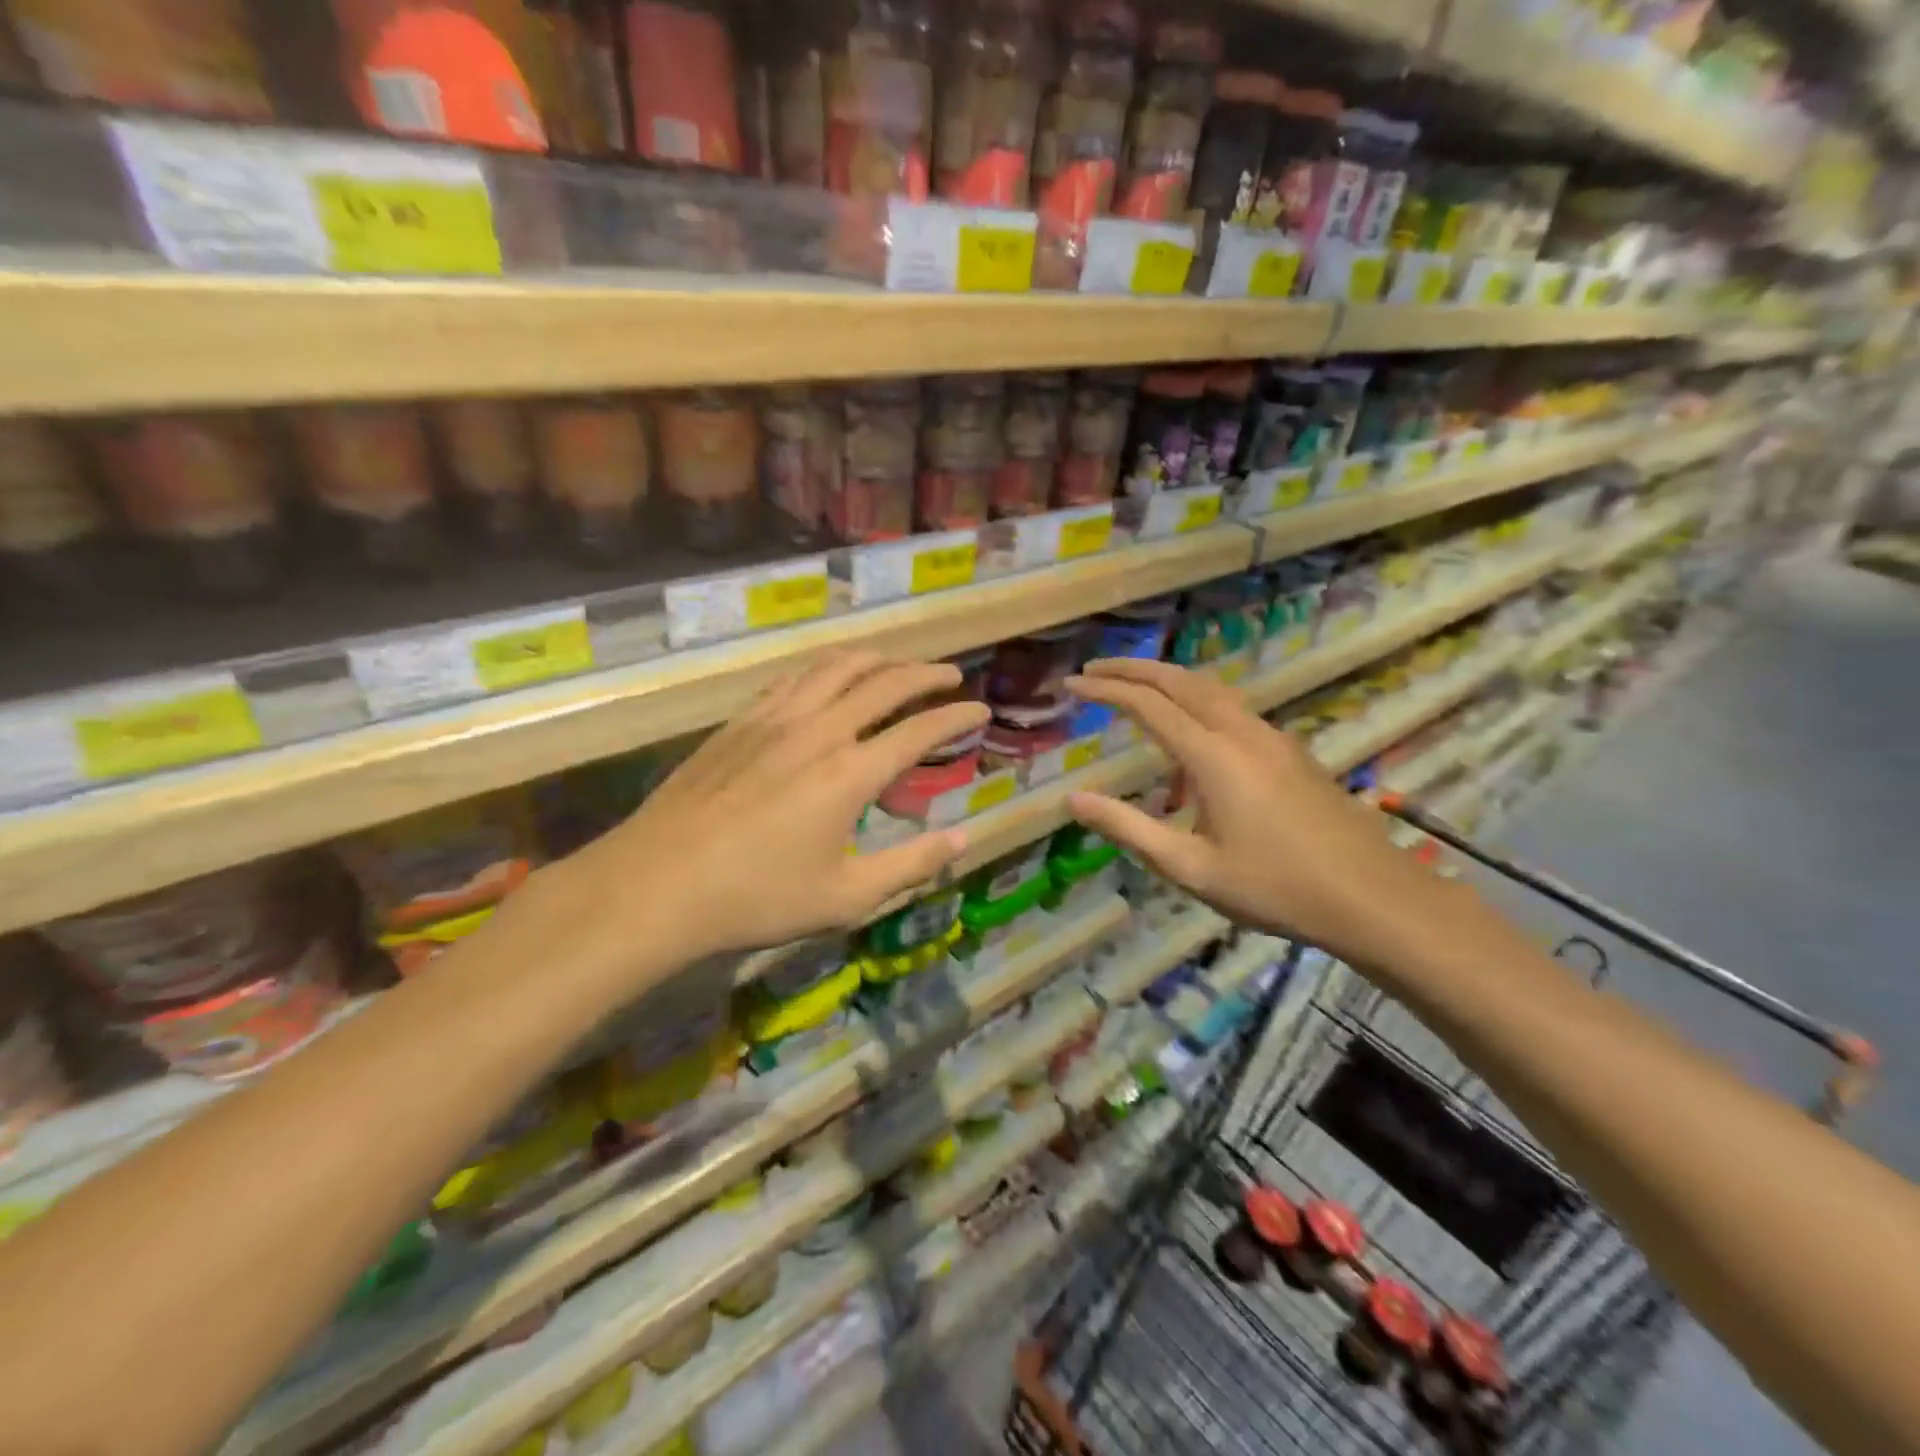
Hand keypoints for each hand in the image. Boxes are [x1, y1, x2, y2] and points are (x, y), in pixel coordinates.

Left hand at [556, 652, 987, 967]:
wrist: (656, 884)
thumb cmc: (755, 898)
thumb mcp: (845, 896)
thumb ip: (910, 865)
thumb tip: (962, 839)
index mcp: (850, 773)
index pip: (919, 729)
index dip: (956, 716)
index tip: (981, 708)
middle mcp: (818, 731)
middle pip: (883, 682)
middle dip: (925, 673)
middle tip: (951, 673)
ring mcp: (773, 720)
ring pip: (835, 667)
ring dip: (876, 658)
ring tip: (897, 662)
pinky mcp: (739, 722)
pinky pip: (793, 677)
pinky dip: (825, 667)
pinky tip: (829, 676)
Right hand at [1065, 659, 1436, 967]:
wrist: (1372, 897)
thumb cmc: (1274, 887)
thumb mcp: (1190, 867)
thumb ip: (1129, 828)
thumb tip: (1074, 800)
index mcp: (1213, 756)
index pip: (1147, 705)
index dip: (1106, 689)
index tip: (1072, 683)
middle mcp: (1242, 732)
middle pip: (1180, 680)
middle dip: (1134, 669)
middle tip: (1095, 668)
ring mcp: (1272, 738)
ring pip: (1211, 689)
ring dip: (1167, 680)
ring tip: (1135, 690)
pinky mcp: (1290, 751)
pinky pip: (1232, 709)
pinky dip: (1196, 702)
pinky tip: (1188, 739)